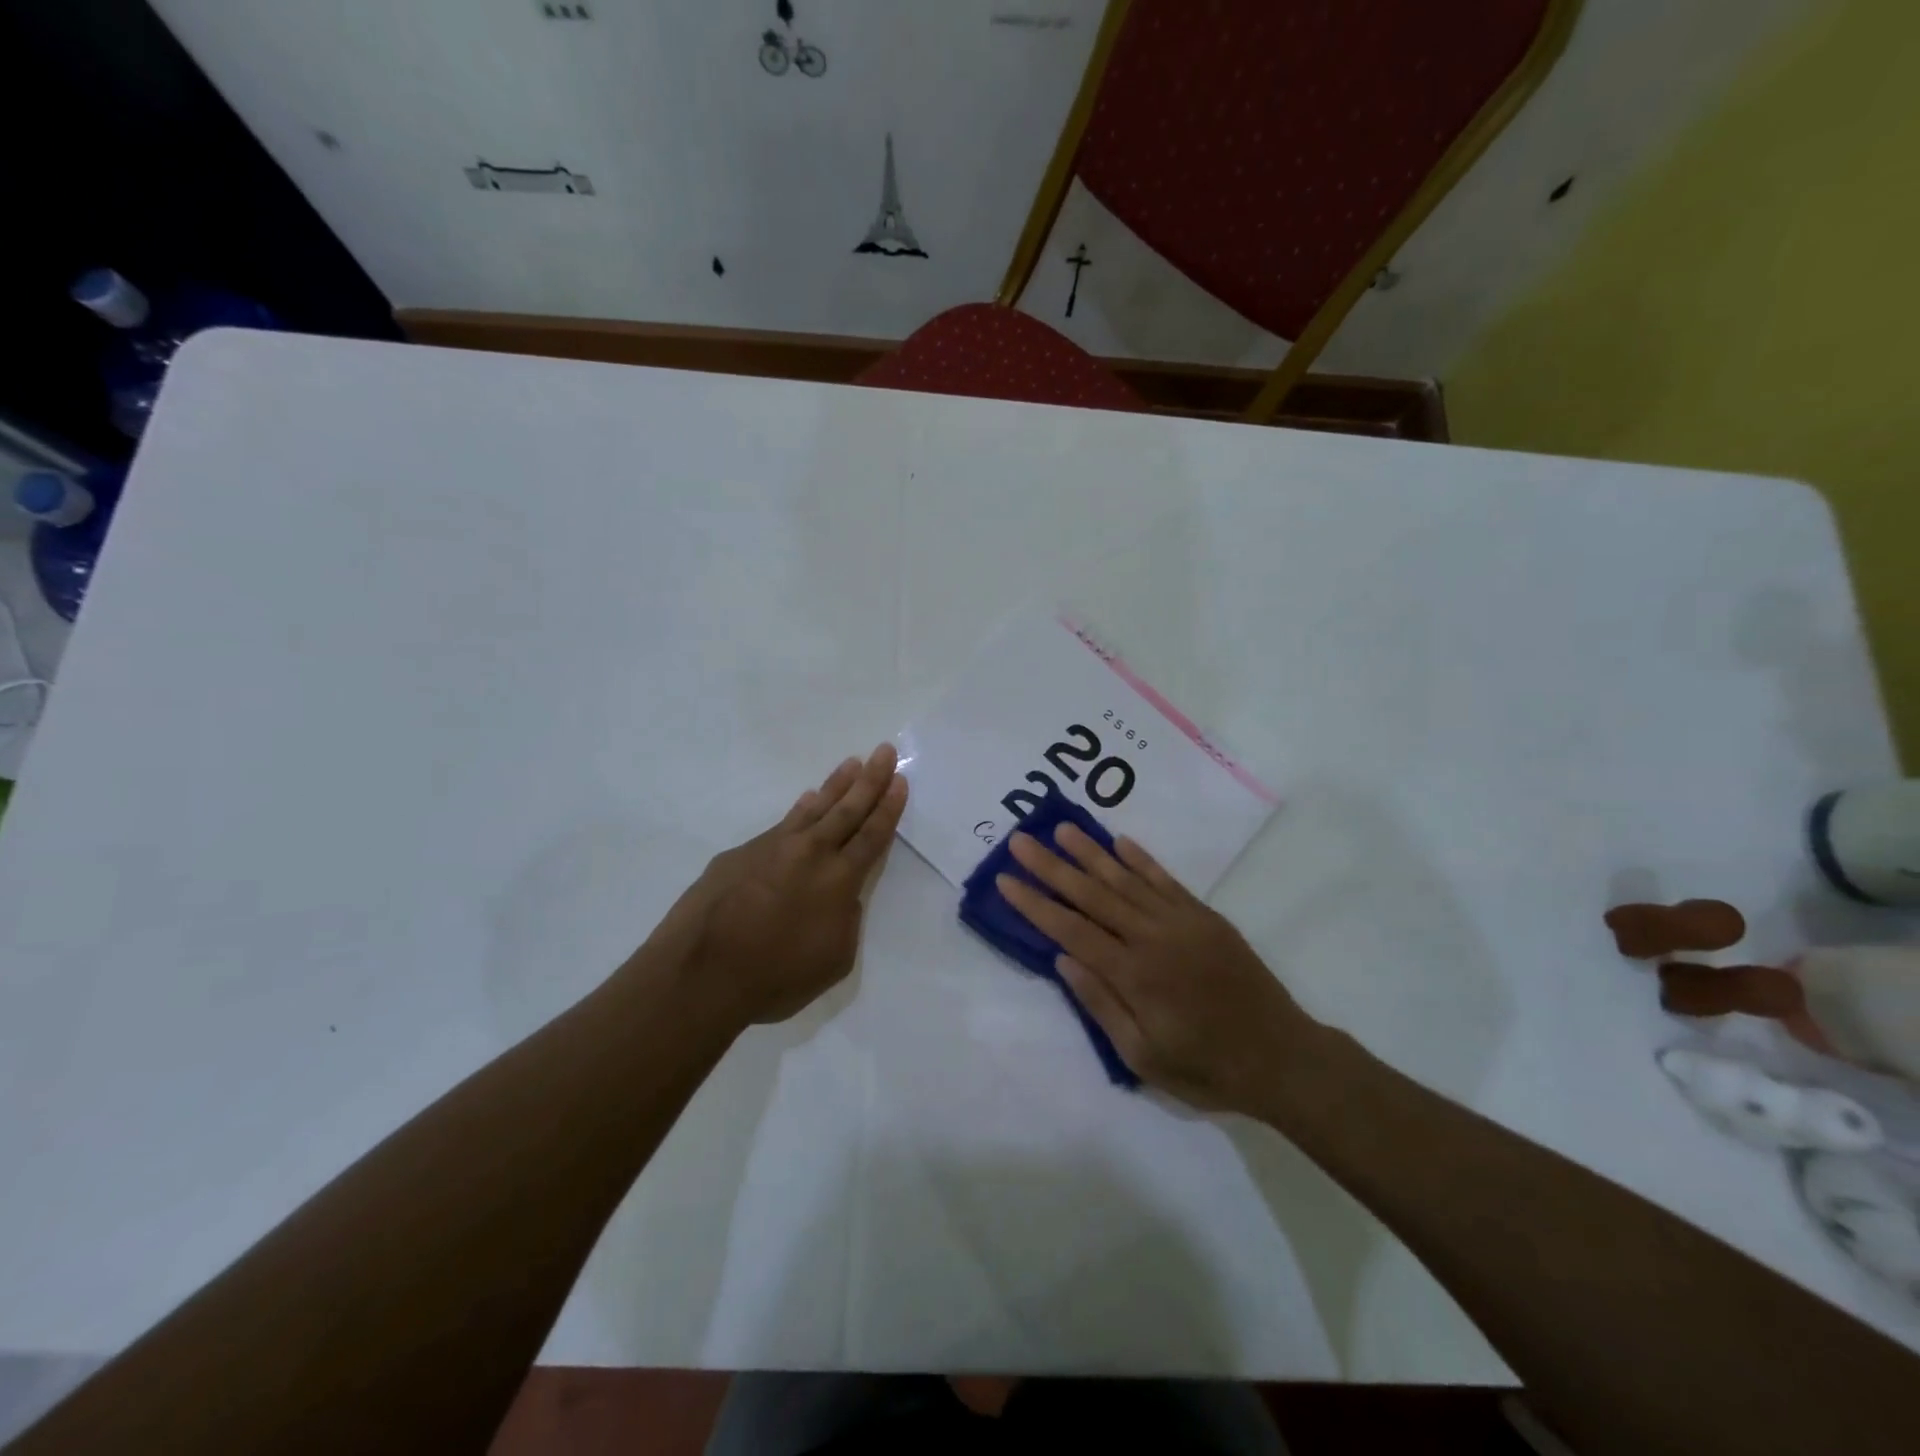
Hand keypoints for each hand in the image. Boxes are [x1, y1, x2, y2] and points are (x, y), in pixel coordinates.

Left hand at [647, 743, 906, 1030]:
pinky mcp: (740, 854)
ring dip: (836, 785)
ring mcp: (772, 848)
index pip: (872, 835)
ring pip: (812, 808)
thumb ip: (846, 920)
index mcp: (839, 880)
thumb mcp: (834, 959)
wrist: (701, 973)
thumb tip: (841, 897)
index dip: (889, 807)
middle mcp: (810, 853)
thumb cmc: (775, 977)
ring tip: (851, 764)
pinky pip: (781, 824)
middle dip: (870, 779)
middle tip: (884, 751)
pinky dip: (799, 810)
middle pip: (848, 809)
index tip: (900, 779)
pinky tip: (806, 800)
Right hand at [999, 824, 1317, 1113]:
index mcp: (1134, 974)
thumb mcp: (1145, 1058)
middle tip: (1021, 841)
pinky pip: (1165, 880)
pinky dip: (1140, 859)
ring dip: (1091, 853)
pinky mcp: (1205, 916)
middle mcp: (1153, 937)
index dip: (1035, 904)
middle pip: (1092, 894)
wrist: (1282, 1057)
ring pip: (1126, 879)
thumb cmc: (1207, 1068)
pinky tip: (1119, 842)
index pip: (1071, 929)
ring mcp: (1181, 921)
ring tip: (1062, 829)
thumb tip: (1063, 959)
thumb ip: (1102, 1005)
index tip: (1006, 879)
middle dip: (1052, 866)